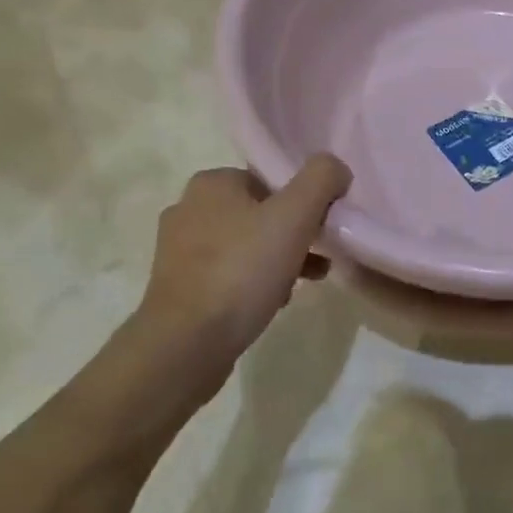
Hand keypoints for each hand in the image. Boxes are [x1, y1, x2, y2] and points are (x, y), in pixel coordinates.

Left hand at [129, 156, 351, 409]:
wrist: (186, 344)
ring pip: (245, 245)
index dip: (303, 202)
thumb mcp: (294, 216)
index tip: (323, 230)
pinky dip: (252, 282)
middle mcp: (188, 208)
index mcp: (211, 183)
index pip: (270, 180)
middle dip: (293, 235)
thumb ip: (321, 180)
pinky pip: (227, 274)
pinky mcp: (177, 286)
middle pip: (259, 213)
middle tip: (318, 259)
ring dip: (277, 260)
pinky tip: (272, 303)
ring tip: (302, 284)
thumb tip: (336, 168)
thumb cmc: (242, 271)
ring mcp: (177, 250)